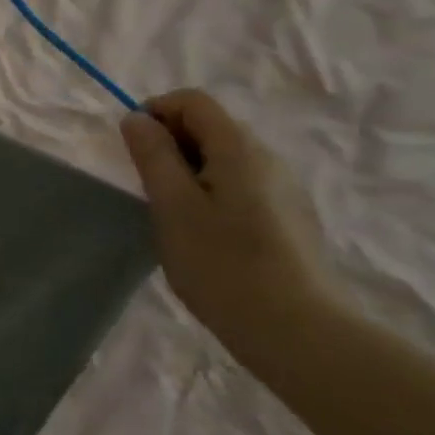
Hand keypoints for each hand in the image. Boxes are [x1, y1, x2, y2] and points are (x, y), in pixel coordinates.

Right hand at [120, 89, 338, 368]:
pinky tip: (207, 237)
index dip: (156, 111)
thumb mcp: (172, 206)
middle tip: (149, 188)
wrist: (299, 334)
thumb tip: (138, 118)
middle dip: (171, 144)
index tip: (134, 148)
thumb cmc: (224, 264)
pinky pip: (242, 186)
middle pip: (211, 126)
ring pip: (225, 159)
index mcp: (239, 148)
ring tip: (174, 216)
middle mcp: (268, 158)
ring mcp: (285, 190)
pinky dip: (213, 194)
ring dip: (190, 171)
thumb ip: (153, 155)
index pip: (193, 100)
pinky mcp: (291, 219)